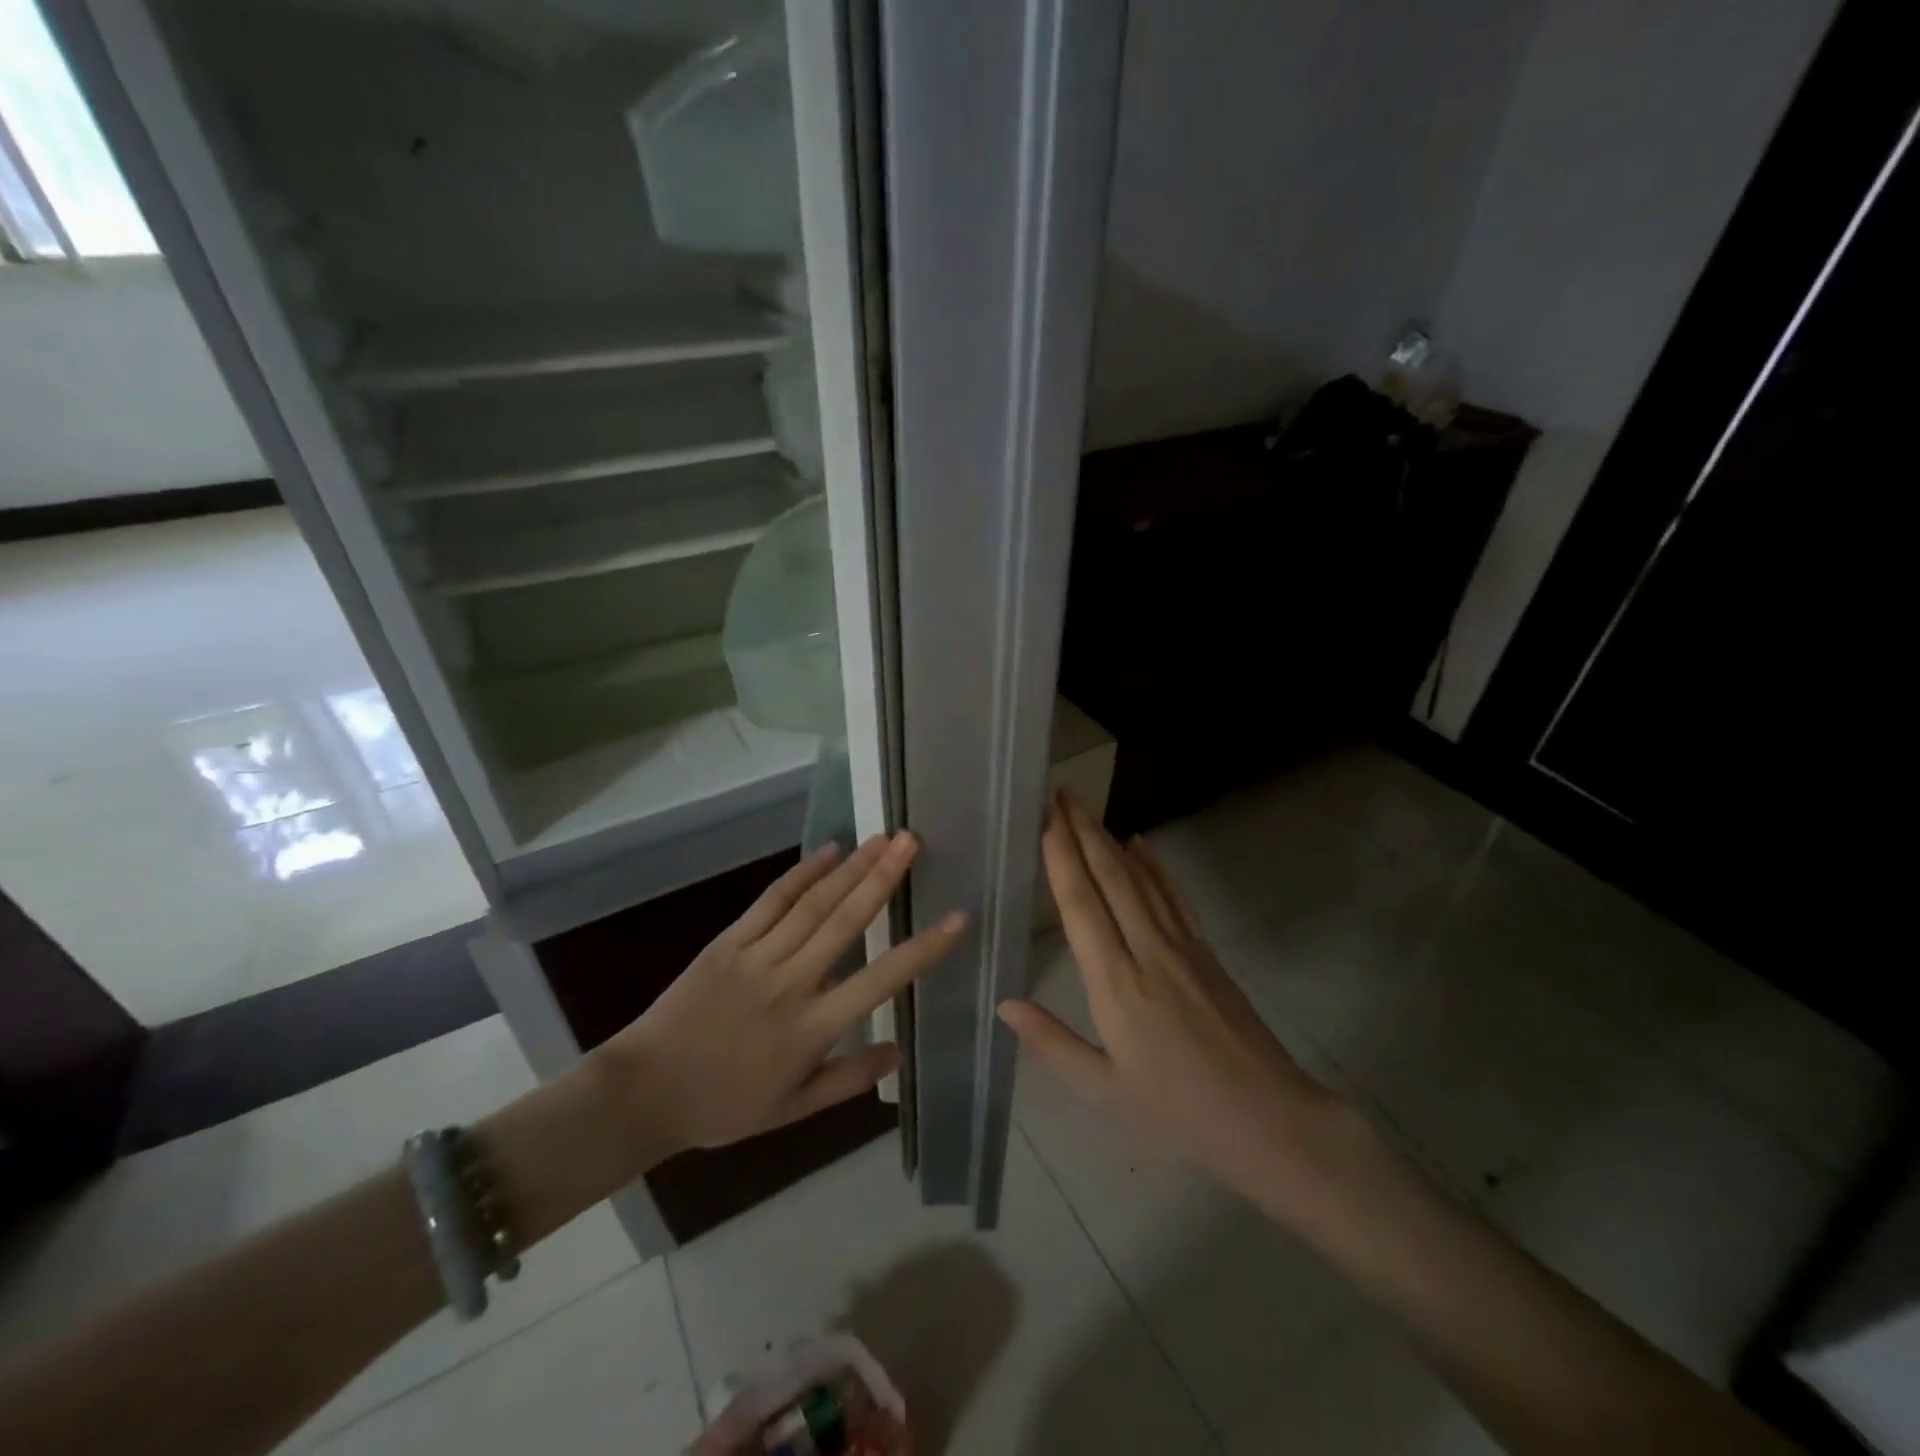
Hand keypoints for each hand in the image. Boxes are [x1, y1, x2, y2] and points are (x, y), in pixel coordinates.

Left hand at [598, 832, 965, 1154]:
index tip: (957, 919)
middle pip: (846, 922)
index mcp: (812, 1029)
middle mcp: (792, 983)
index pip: (881, 981)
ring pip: (813, 904)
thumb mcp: (792, 1110)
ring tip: (884, 838)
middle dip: (884, 879)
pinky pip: (771, 900)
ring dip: (852, 867)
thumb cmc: (722, 1106)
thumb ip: (848, 1079)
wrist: (644, 1092)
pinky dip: (802, 872)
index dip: (923, 949)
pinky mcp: (728, 941)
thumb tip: (900, 1052)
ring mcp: (757, 957)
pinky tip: (829, 850)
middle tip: (913, 841)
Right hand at [998, 795, 1340, 1206]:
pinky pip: (1173, 897)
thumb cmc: (1179, 1114)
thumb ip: (1052, 1043)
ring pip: (1140, 880)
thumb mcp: (1104, 1092)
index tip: (1046, 820)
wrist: (1271, 1121)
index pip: (1082, 906)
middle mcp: (1148, 952)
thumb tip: (1005, 1003)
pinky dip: (1154, 866)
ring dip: (1111, 840)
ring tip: (1087, 811)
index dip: (1062, 858)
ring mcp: (1182, 947)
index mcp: (1117, 985)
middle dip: (1083, 832)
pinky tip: (1141, 845)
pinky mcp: (1206, 952)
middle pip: (1110, 878)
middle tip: (1061, 795)